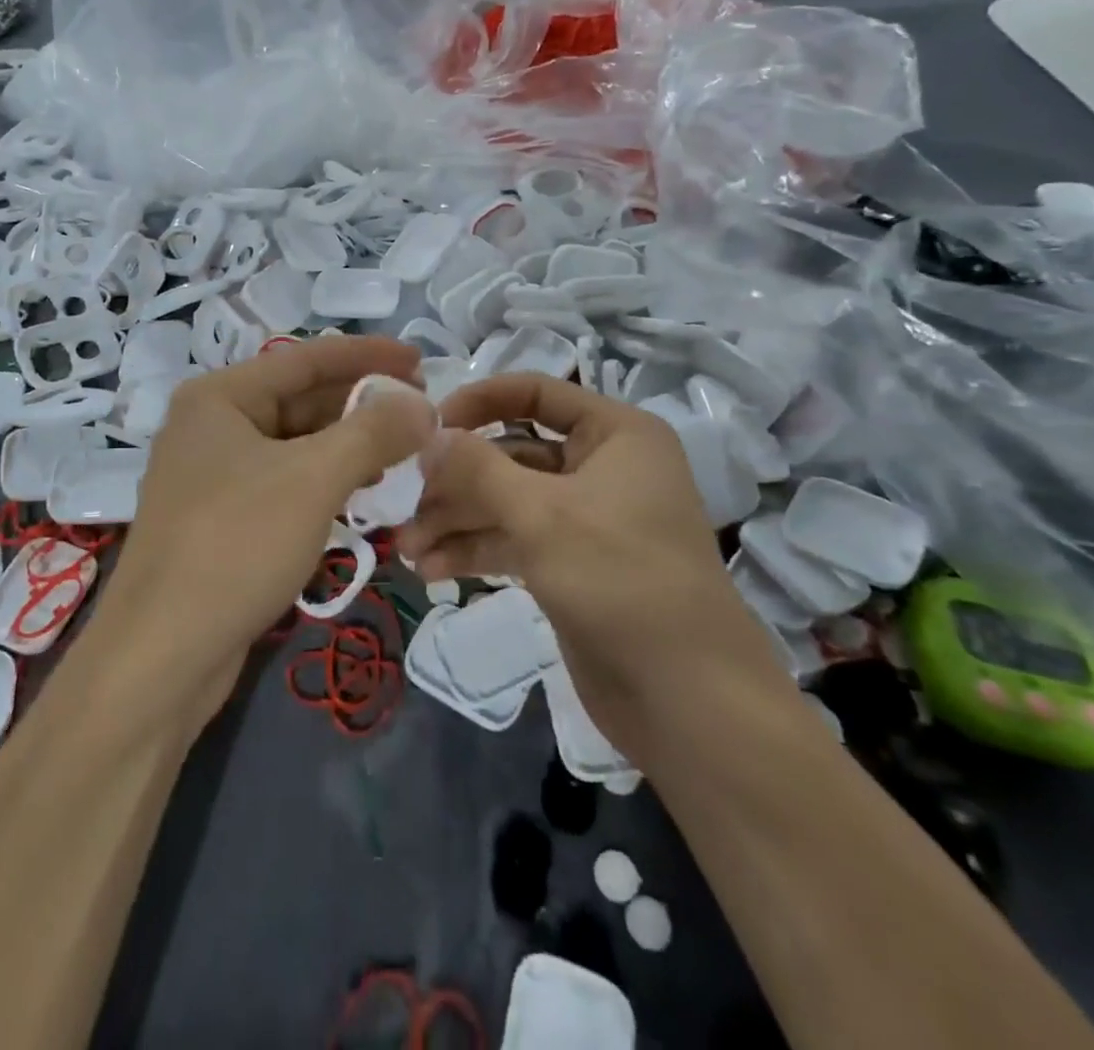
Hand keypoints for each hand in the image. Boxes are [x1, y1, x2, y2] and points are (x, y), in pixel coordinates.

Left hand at [87, 335, 434, 727]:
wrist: (161, 656)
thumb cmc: (236, 546)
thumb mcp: (313, 479)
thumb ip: (372, 433)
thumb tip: (422, 405)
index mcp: (220, 397)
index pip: (306, 358)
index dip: (368, 355)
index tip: (421, 361)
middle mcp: (212, 426)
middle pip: (301, 399)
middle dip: (363, 405)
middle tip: (422, 411)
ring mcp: (214, 475)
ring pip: (296, 445)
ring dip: (350, 446)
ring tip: (405, 452)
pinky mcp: (222, 519)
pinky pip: (286, 483)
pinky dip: (327, 482)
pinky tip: (365, 494)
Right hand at [395, 374, 785, 752]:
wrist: (688, 700)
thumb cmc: (620, 580)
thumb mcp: (541, 514)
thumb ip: (477, 468)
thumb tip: (428, 435)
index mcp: (615, 434)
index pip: (535, 392)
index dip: (478, 402)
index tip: (427, 428)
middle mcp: (602, 467)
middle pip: (512, 454)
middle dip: (457, 481)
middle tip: (405, 504)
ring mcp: (586, 519)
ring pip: (507, 502)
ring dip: (457, 521)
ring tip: (408, 549)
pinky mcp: (571, 565)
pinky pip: (514, 541)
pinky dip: (475, 550)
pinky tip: (432, 570)